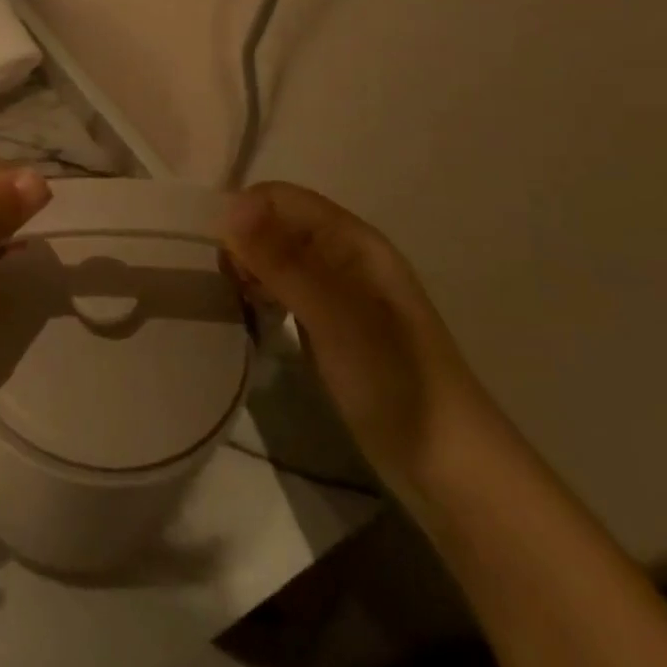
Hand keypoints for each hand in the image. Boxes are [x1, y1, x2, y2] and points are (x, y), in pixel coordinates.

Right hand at [222, 182, 492, 490]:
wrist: (449, 469)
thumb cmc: (395, 382)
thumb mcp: (335, 317)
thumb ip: (282, 261)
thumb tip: (227, 207)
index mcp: (352, 240)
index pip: (279, 197)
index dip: (243, 214)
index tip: (217, 256)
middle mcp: (342, 255)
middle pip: (274, 223)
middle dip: (240, 242)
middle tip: (226, 286)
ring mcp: (335, 291)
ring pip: (273, 256)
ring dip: (247, 268)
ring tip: (232, 301)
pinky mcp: (326, 323)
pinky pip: (280, 288)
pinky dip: (258, 294)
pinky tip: (249, 317)